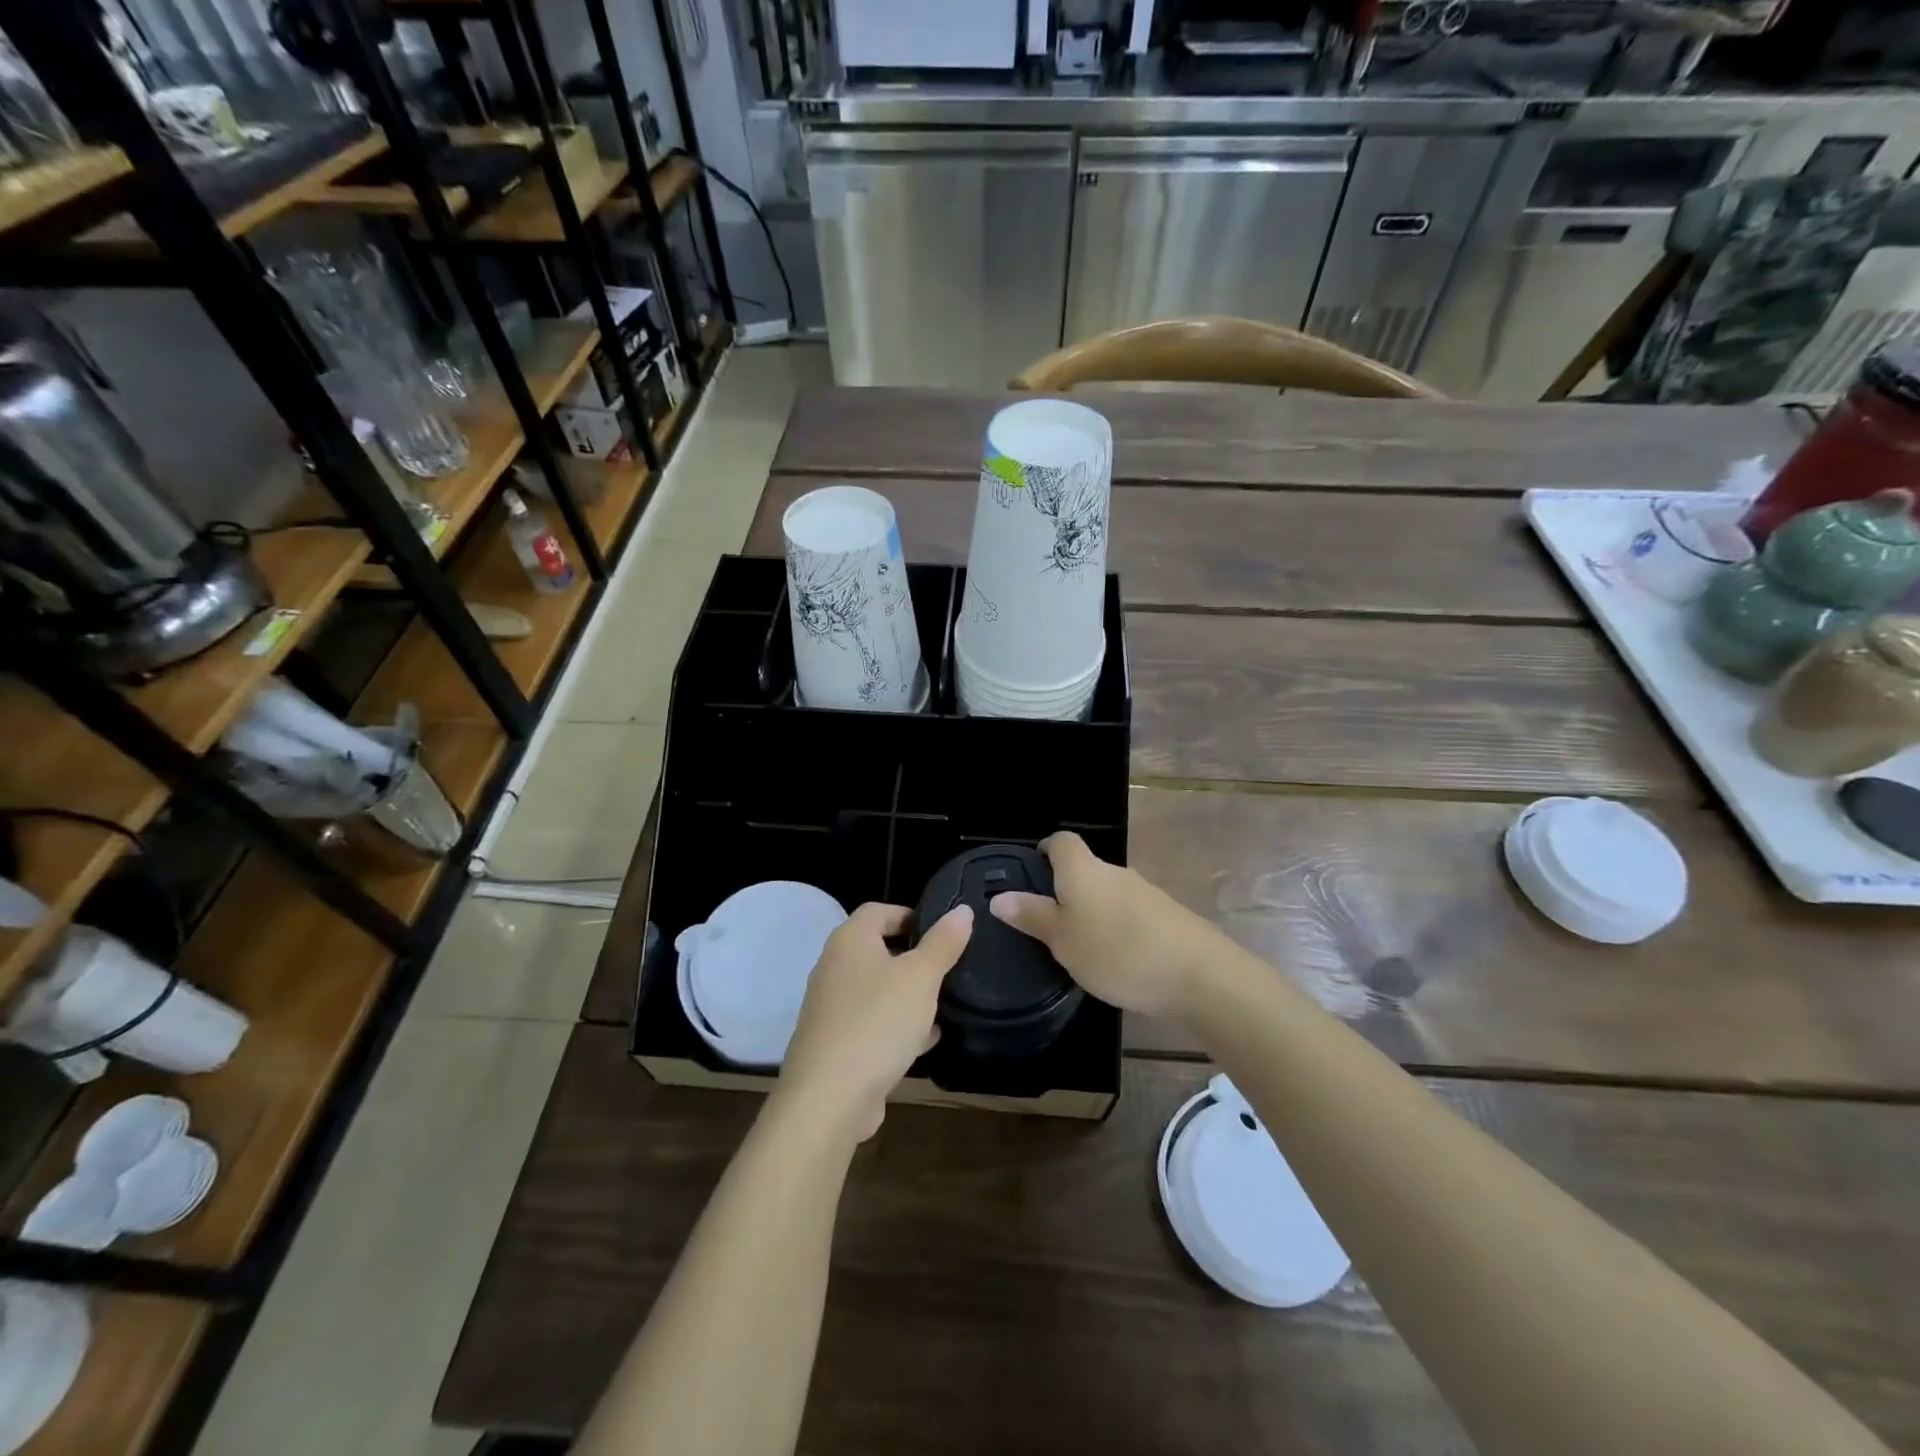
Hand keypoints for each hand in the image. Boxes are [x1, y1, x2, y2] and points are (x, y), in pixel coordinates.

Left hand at [775, 901, 972, 1143]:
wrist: (828, 1099)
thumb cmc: (877, 1022)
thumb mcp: (921, 977)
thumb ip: (943, 943)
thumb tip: (962, 910)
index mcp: (850, 941)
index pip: (879, 911)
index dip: (911, 914)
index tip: (943, 931)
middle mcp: (834, 967)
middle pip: (879, 950)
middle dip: (915, 958)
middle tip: (950, 967)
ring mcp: (832, 1007)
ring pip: (878, 989)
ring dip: (909, 995)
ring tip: (945, 1002)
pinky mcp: (836, 1043)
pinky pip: (873, 1023)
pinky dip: (897, 1026)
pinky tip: (926, 1039)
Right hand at [988, 832, 1217, 1020]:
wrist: (1199, 975)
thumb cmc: (1117, 952)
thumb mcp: (1063, 940)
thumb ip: (1032, 916)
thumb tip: (999, 896)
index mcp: (1084, 870)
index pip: (1061, 841)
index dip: (1043, 850)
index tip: (1030, 872)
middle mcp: (1114, 872)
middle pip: (1084, 868)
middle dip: (1064, 888)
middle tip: (1044, 921)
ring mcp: (1144, 893)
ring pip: (1106, 893)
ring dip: (1091, 911)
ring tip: (1076, 945)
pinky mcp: (1165, 917)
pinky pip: (1128, 913)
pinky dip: (1115, 927)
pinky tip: (1113, 959)